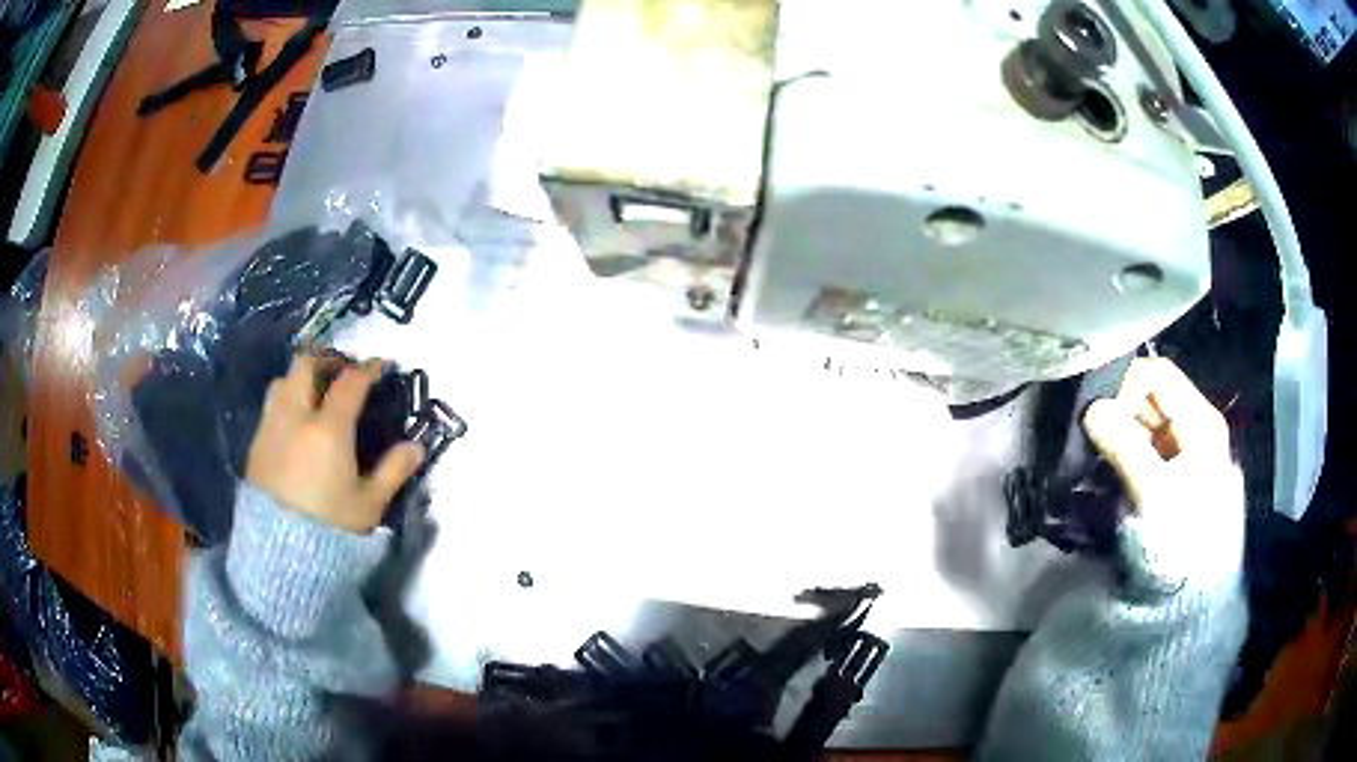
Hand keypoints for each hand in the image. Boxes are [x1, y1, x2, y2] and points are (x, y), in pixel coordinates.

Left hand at [246, 355, 424, 533]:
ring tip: (314, 394)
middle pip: (306, 365)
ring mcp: (271, 428)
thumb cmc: (331, 528)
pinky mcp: (255, 446)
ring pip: (282, 381)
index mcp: (328, 428)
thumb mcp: (369, 504)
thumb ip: (393, 470)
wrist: (282, 554)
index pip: (350, 382)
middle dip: (327, 361)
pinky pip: (270, 408)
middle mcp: (295, 417)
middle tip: (343, 372)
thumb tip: (417, 446)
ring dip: (300, 378)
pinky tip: (295, 425)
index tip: (382, 366)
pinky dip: (285, 402)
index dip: (369, 369)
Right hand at [1083, 357, 1241, 591]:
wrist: (1193, 588)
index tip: (1099, 413)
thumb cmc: (1181, 535)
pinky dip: (1123, 448)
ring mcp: (1182, 448)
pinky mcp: (1170, 469)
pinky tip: (1106, 464)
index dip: (1126, 385)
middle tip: (1090, 432)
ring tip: (1094, 451)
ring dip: (1118, 430)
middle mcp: (1194, 424)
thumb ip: (1124, 447)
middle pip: (1151, 396)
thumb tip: (1092, 410)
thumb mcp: (1154, 492)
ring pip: (1144, 421)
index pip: (1158, 375)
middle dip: (1119, 409)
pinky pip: (1143, 444)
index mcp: (1200, 420)